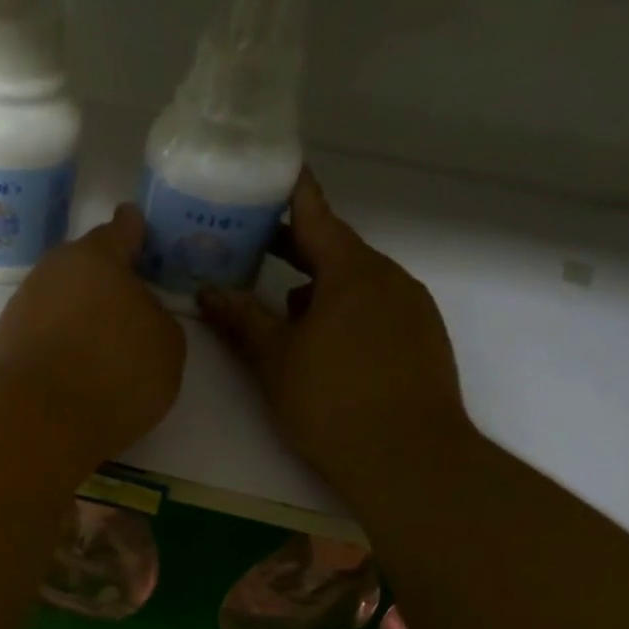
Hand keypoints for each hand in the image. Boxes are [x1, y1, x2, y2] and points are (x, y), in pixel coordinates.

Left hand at [0, 205, 186, 458]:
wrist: (36, 418)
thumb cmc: (115, 370)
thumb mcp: (165, 345)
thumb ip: (156, 317)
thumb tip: (136, 314)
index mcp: (97, 257)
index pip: (120, 230)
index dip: (132, 229)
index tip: (134, 222)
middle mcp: (53, 271)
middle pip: (84, 268)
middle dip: (104, 281)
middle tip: (127, 303)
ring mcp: (23, 306)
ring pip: (61, 300)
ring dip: (79, 315)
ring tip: (102, 347)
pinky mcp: (4, 343)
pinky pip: (44, 333)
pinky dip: (60, 344)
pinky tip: (75, 369)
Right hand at [198, 169, 467, 476]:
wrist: (408, 458)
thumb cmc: (331, 400)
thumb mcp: (274, 359)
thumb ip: (241, 319)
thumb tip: (207, 291)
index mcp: (352, 272)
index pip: (317, 216)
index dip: (292, 192)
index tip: (273, 169)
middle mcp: (388, 279)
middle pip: (337, 248)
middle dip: (296, 245)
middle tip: (254, 241)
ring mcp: (411, 309)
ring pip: (357, 282)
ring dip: (319, 283)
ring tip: (281, 303)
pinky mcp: (422, 339)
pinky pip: (376, 307)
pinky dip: (345, 308)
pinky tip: (322, 340)